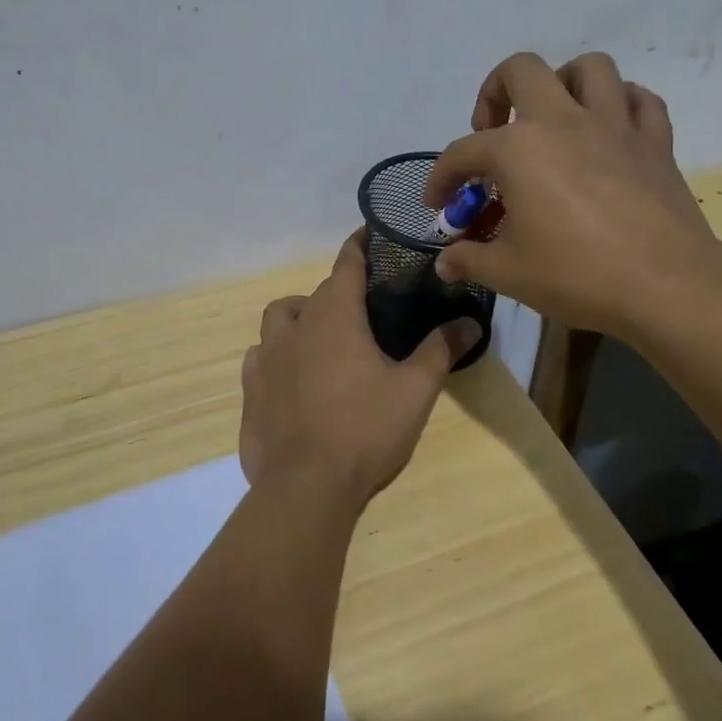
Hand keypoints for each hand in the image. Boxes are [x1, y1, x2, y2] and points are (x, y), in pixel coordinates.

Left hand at [240, 232, 480, 511]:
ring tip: (322, 339)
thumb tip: (471, 322)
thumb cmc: (365, 429)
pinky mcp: (250, 389)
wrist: (306, 486)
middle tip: (364, 312)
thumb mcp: (415, 390)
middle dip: (339, 291)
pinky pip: (260, 356)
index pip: (347, 263)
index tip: (372, 234)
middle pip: (317, 292)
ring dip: (300, 317)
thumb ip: (441, 350)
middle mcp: (296, 325)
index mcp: (335, 315)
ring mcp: (267, 356)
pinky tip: (291, 377)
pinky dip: (276, 356)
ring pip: (279, 317)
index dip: (361, 245)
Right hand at [425, 51, 721, 336]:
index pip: (463, 152)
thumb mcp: (508, 273)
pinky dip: (621, 105)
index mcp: (519, 149)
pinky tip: (609, 131)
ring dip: (564, 83)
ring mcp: (614, 125)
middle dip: (496, 91)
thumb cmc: (578, 275)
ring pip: (589, 68)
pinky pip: (640, 100)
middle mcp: (563, 121)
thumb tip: (444, 264)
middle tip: (494, 129)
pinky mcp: (655, 142)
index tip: (438, 205)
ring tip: (554, 118)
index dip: (442, 178)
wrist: (667, 286)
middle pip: (521, 70)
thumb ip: (468, 260)